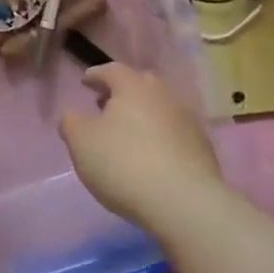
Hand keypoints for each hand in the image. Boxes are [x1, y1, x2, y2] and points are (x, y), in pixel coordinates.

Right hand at [60, 65, 224, 228]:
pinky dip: (160, 137)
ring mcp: (187, 120)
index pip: (112, 70)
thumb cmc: (124, 164)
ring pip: (159, 108)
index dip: (96, 75)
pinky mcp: (202, 147)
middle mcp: (163, 95)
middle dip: (122, 92)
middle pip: (140, 84)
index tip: (85, 82)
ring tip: (128, 133)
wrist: (184, 201)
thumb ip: (71, 123)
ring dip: (143, 115)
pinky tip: (152, 156)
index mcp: (133, 87)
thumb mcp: (81, 143)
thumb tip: (73, 116)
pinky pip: (174, 132)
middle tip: (106, 104)